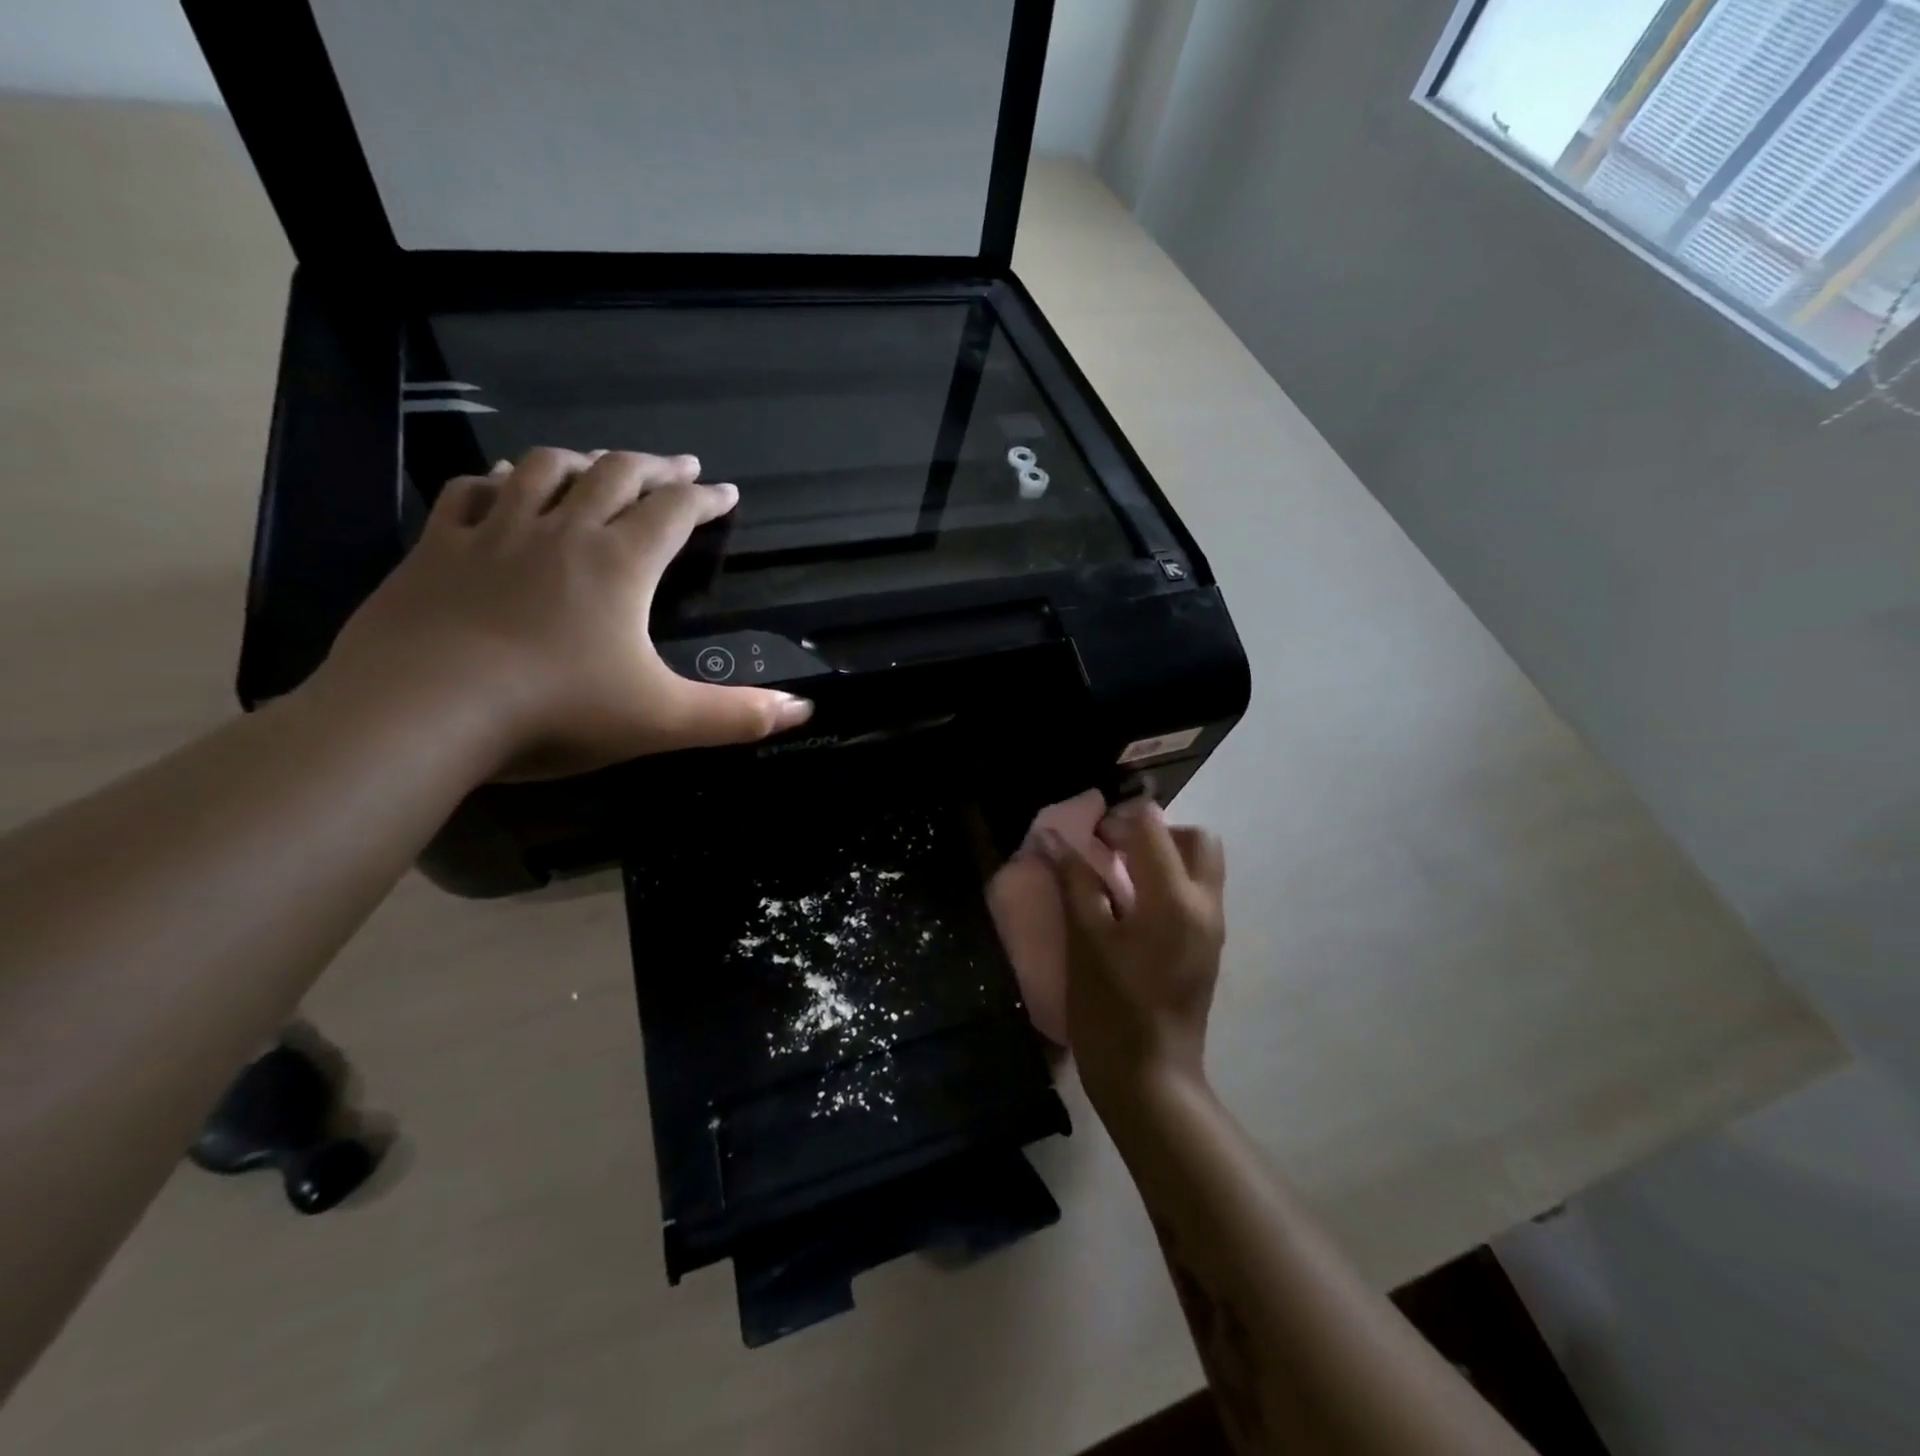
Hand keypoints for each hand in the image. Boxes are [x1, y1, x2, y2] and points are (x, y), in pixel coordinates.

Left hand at [316, 448, 812, 776]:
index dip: (706, 497)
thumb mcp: (662, 720)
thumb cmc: (556, 710)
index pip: (674, 511)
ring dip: (581, 460)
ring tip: (600, 463)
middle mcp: (563, 531)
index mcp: (621, 563)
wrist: (423, 710)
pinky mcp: (439, 548)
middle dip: (654, 466)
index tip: (726, 491)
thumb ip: (736, 715)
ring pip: (544, 469)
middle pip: (615, 474)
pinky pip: (471, 493)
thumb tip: (803, 710)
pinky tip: (504, 485)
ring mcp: (495, 533)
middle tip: (678, 465)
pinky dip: (498, 481)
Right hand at [1039, 799, 1226, 1107]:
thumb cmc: (1111, 1010)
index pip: (1153, 826)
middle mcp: (1205, 904)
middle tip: (1115, 851)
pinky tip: (1133, 910)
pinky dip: (1170, 883)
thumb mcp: (1085, 940)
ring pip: (1202, 866)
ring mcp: (1212, 928)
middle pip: (1196, 838)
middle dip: (1156, 832)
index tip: (1088, 837)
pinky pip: (1197, 893)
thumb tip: (1052, 838)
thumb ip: (1074, 881)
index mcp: (1175, 898)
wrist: (1150, 1079)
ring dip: (1166, 856)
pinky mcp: (1209, 948)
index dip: (1117, 820)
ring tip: (1121, 879)